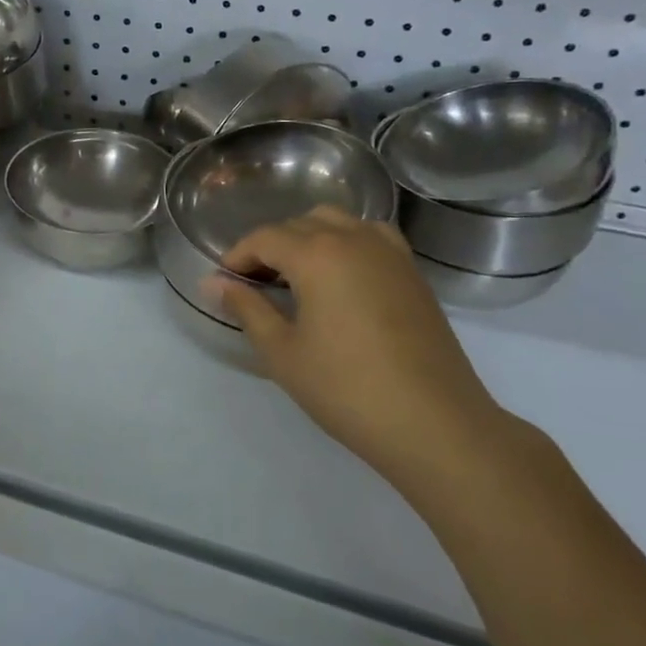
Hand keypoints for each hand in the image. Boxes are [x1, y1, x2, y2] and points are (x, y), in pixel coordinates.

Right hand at [212, 207, 509, 488]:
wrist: (434, 423)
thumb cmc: (346, 388)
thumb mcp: (282, 352)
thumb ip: (246, 308)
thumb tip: (212, 282)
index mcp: (317, 255)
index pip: (264, 238)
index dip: (237, 257)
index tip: (223, 284)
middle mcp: (353, 239)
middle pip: (299, 224)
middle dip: (269, 247)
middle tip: (254, 286)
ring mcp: (389, 252)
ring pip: (337, 222)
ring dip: (308, 238)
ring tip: (296, 277)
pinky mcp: (412, 272)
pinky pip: (370, 236)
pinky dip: (346, 242)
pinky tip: (341, 276)